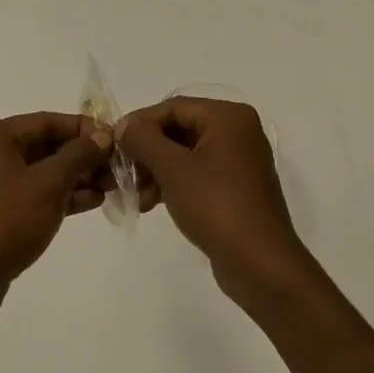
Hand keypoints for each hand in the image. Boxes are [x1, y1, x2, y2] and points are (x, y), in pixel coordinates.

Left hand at [0, 113, 111, 318]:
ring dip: (77, 177)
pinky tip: (92, 202)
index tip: (116, 142)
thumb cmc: (5, 222)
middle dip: (84, 157)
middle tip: (117, 169)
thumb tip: (103, 135)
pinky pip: (36, 193)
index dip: (85, 129)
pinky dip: (62, 195)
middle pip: (47, 145)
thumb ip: (79, 155)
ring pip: (44, 171)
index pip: (49, 121)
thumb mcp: (48, 184)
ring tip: (111, 187)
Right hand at [115, 97, 310, 301]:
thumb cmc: (217, 207)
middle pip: (179, 129)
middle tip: (123, 173)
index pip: (173, 107)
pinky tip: (151, 203)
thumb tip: (124, 126)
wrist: (260, 265)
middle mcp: (237, 131)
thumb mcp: (173, 169)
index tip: (113, 144)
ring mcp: (239, 160)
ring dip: (156, 170)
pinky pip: (197, 172)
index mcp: (228, 117)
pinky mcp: (235, 186)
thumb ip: (144, 140)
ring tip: (136, 196)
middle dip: (147, 151)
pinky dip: (173, 183)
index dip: (140, 123)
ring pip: (185, 153)